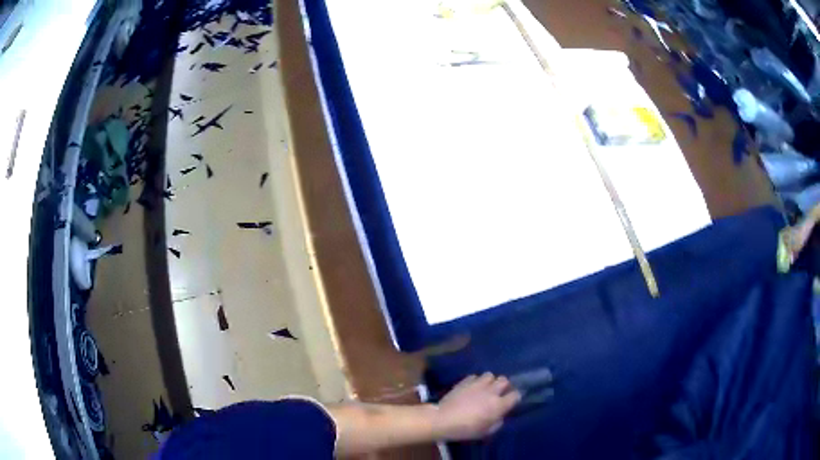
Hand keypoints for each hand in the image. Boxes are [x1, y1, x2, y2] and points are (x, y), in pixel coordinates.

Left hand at [433, 373, 520, 439]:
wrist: (444, 419)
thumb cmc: (466, 429)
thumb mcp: (486, 432)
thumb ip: (497, 422)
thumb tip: (500, 415)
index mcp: (499, 404)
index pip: (516, 395)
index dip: (515, 397)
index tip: (511, 401)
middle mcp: (491, 391)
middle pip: (504, 380)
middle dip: (504, 386)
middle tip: (498, 393)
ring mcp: (478, 384)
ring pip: (490, 375)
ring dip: (489, 381)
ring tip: (484, 388)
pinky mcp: (465, 381)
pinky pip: (475, 376)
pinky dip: (475, 381)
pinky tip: (471, 388)